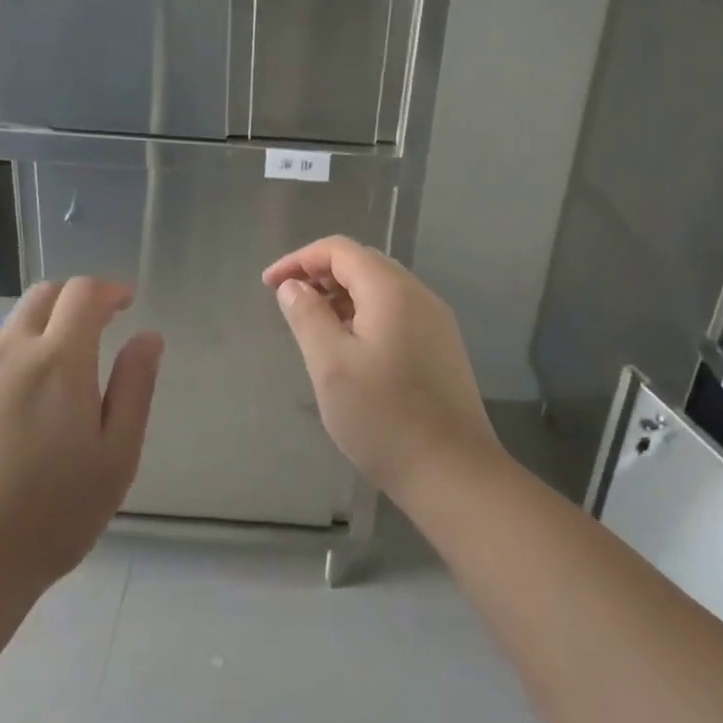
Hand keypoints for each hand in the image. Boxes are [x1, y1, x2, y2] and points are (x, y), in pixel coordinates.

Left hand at [0, 279, 161, 595]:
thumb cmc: (55, 513)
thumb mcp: (117, 454)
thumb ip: (135, 386)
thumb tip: (147, 337)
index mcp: (58, 361)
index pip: (82, 293)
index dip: (108, 289)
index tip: (125, 303)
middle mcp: (7, 355)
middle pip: (41, 296)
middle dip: (73, 300)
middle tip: (95, 328)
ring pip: (7, 331)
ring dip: (38, 335)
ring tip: (54, 381)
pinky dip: (6, 372)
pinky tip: (10, 422)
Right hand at [263, 237, 498, 499]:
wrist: (453, 472)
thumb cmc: (383, 417)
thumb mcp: (330, 365)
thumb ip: (308, 316)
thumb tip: (293, 286)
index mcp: (391, 289)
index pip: (339, 249)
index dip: (299, 259)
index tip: (269, 285)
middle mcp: (418, 294)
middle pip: (362, 263)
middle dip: (320, 274)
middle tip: (289, 303)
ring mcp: (435, 320)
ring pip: (380, 288)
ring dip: (342, 295)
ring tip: (313, 325)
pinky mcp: (441, 346)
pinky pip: (396, 311)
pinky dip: (364, 314)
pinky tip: (350, 347)